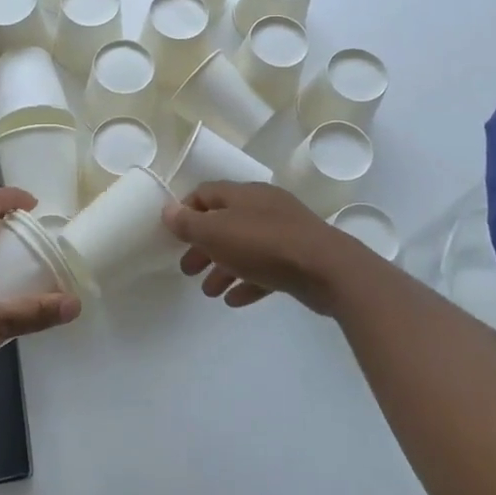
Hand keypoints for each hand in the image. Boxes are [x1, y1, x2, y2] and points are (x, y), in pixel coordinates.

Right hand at [162, 181, 371, 314]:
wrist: (328, 269)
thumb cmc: (264, 245)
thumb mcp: (217, 232)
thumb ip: (189, 223)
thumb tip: (167, 210)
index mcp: (243, 194)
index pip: (206, 193)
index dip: (186, 211)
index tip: (172, 235)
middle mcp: (263, 208)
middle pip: (224, 223)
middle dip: (202, 246)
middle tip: (187, 269)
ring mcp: (284, 233)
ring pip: (244, 247)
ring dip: (222, 268)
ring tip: (209, 292)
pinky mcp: (298, 259)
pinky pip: (265, 269)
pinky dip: (247, 282)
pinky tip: (234, 300)